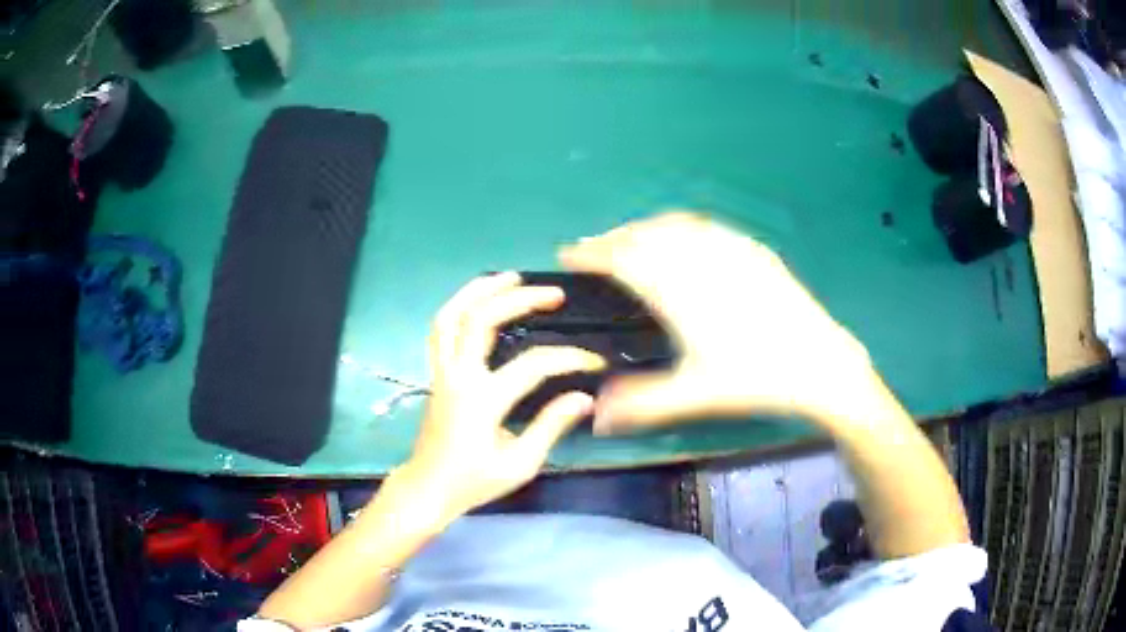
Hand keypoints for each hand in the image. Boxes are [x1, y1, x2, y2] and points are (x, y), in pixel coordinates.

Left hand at [398, 272, 606, 525]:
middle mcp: (458, 376)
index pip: (533, 365)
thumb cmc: (474, 481)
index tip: (594, 361)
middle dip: (520, 299)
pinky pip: (441, 329)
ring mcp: (441, 371)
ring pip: (451, 315)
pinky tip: (479, 300)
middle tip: (553, 294)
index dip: (568, 358)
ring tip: (510, 277)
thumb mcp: (520, 463)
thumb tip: (584, 397)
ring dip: (479, 290)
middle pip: (481, 319)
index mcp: (482, 401)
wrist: (428, 487)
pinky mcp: (435, 373)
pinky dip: (458, 306)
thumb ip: (551, 426)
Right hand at [560, 212, 874, 433]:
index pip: (624, 258)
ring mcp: (732, 250)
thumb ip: (642, 404)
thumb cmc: (757, 379)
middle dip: (614, 237)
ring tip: (632, 241)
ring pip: (675, 225)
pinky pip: (706, 226)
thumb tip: (596, 417)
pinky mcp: (754, 252)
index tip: (570, 254)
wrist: (821, 364)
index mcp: (680, 290)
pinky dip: (680, 227)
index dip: (592, 253)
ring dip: (645, 228)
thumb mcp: (696, 395)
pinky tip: (684, 239)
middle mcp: (702, 260)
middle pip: (646, 234)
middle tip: (595, 250)